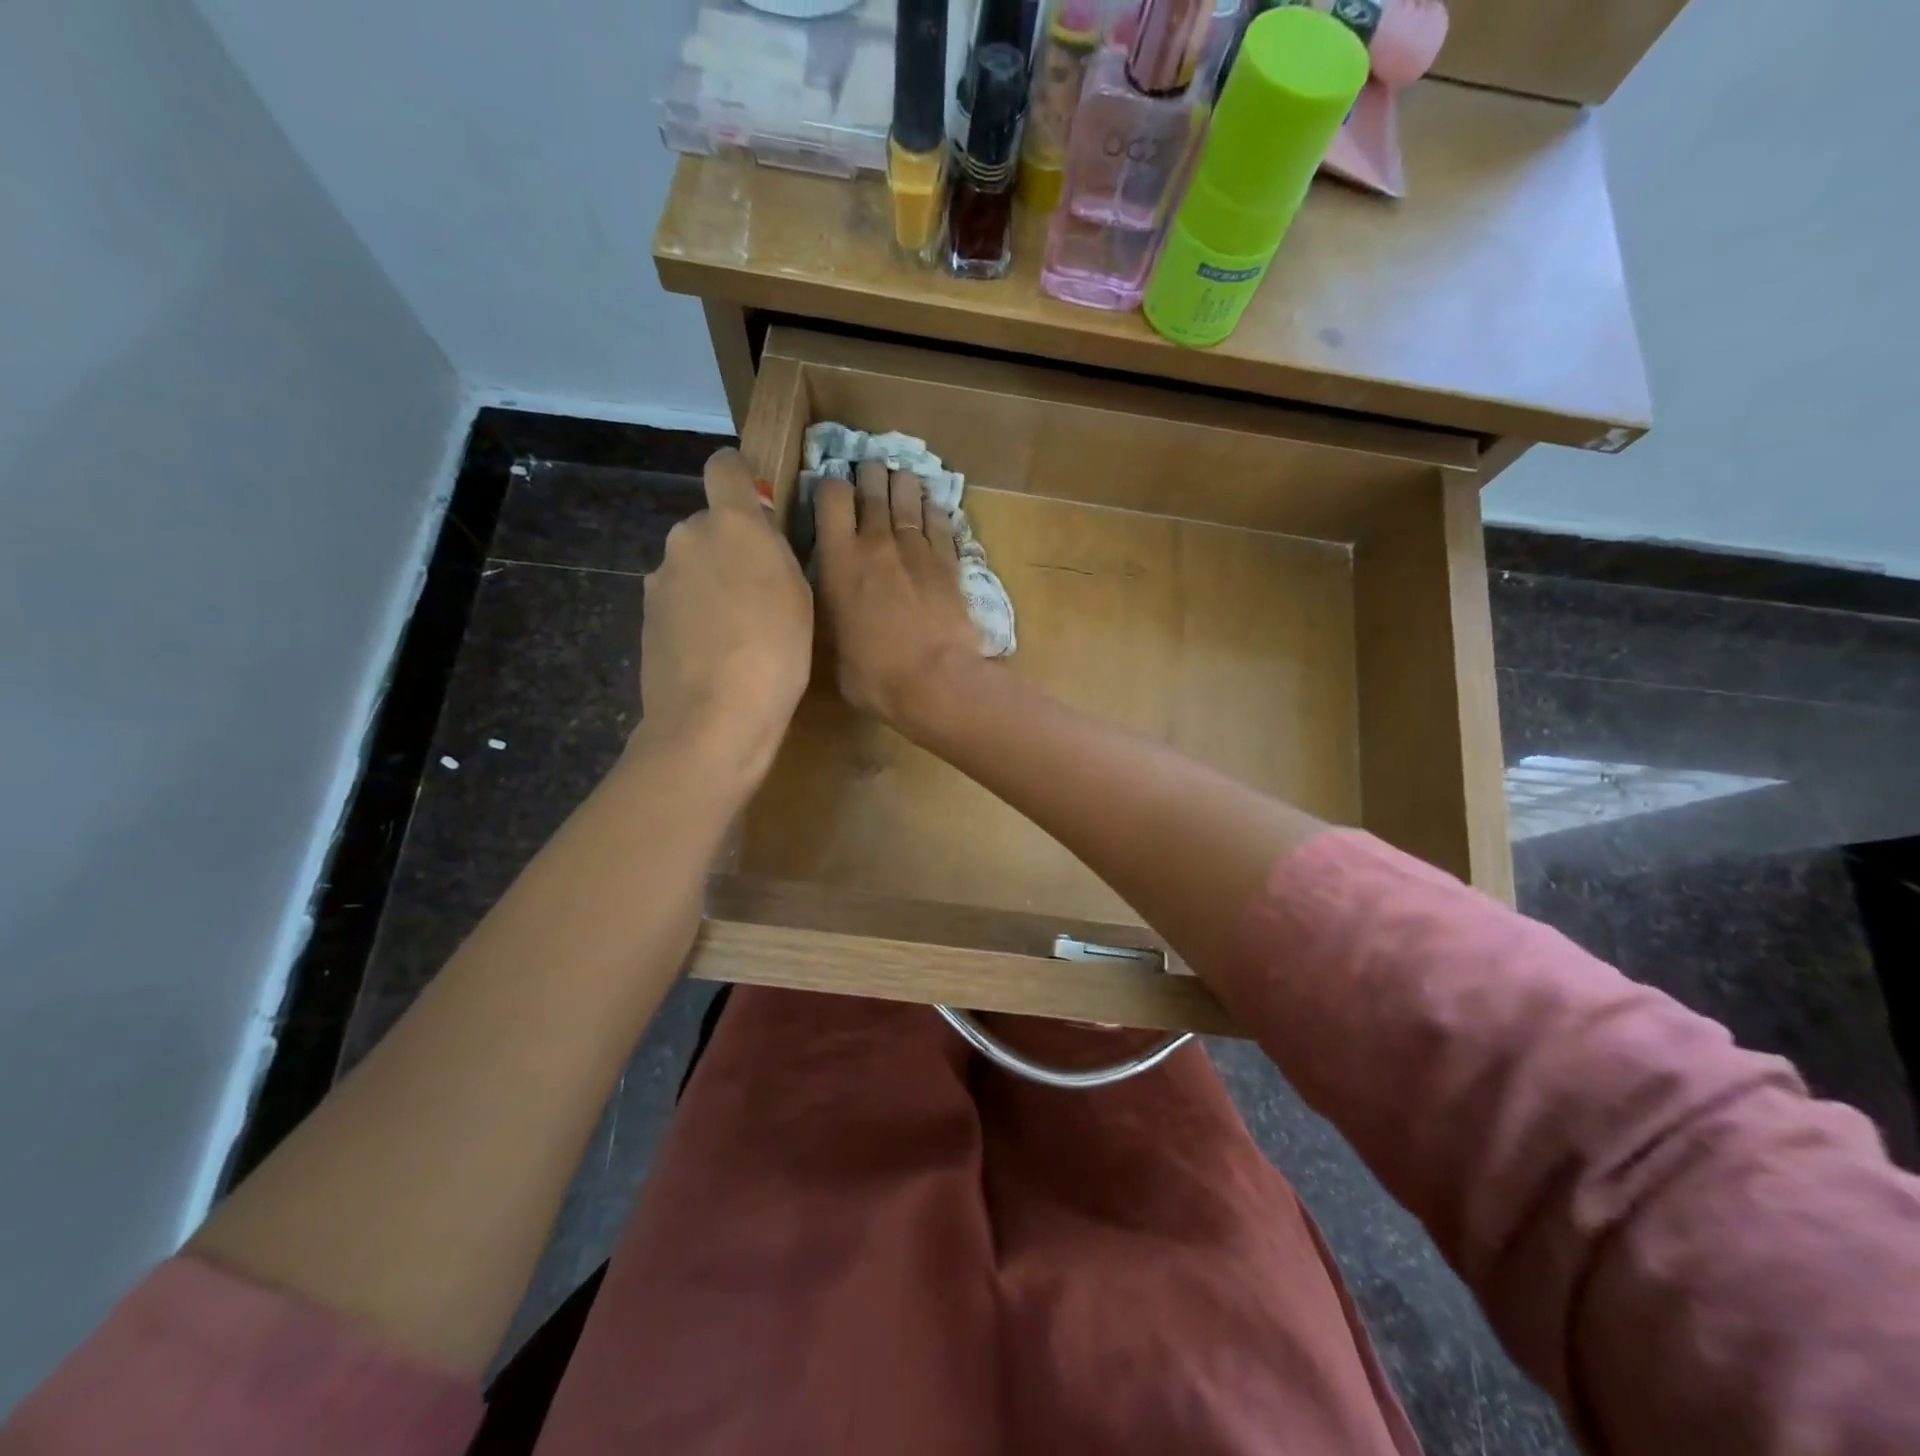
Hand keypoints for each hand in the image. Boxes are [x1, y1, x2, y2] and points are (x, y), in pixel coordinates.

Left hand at [637, 449, 811, 786]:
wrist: (714, 718)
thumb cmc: (776, 652)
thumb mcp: (798, 593)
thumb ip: (774, 550)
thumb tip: (756, 530)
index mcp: (730, 523)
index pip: (724, 467)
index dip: (740, 478)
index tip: (759, 507)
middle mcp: (686, 538)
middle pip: (709, 525)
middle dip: (730, 546)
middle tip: (761, 591)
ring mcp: (660, 579)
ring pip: (692, 565)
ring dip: (712, 583)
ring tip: (739, 631)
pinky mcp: (646, 617)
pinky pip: (678, 600)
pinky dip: (695, 615)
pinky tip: (715, 653)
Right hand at [816, 461, 982, 729]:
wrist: (935, 682)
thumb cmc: (874, 676)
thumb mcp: (833, 647)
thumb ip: (832, 614)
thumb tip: (837, 611)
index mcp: (839, 560)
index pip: (831, 496)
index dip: (831, 487)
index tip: (832, 494)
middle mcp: (877, 543)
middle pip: (873, 487)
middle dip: (869, 475)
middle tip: (869, 473)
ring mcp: (917, 549)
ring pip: (909, 496)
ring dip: (903, 484)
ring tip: (901, 480)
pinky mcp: (949, 561)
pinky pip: (940, 522)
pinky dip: (934, 510)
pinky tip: (932, 506)